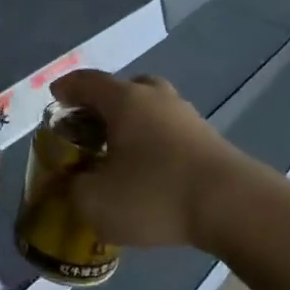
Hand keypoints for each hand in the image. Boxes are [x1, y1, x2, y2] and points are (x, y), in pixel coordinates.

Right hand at [48, 70, 268, 249]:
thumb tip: (76, 182)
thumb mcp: (96, 202)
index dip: (67, 88)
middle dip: (103, 103)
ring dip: (133, 123)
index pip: (87, 82)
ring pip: (152, 109)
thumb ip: (75, 189)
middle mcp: (156, 99)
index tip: (55, 97)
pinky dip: (155, 142)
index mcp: (124, 101)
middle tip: (89, 125)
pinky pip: (171, 132)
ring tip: (120, 152)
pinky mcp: (209, 141)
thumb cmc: (154, 195)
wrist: (234, 207)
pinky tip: (150, 171)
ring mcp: (187, 118)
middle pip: (125, 88)